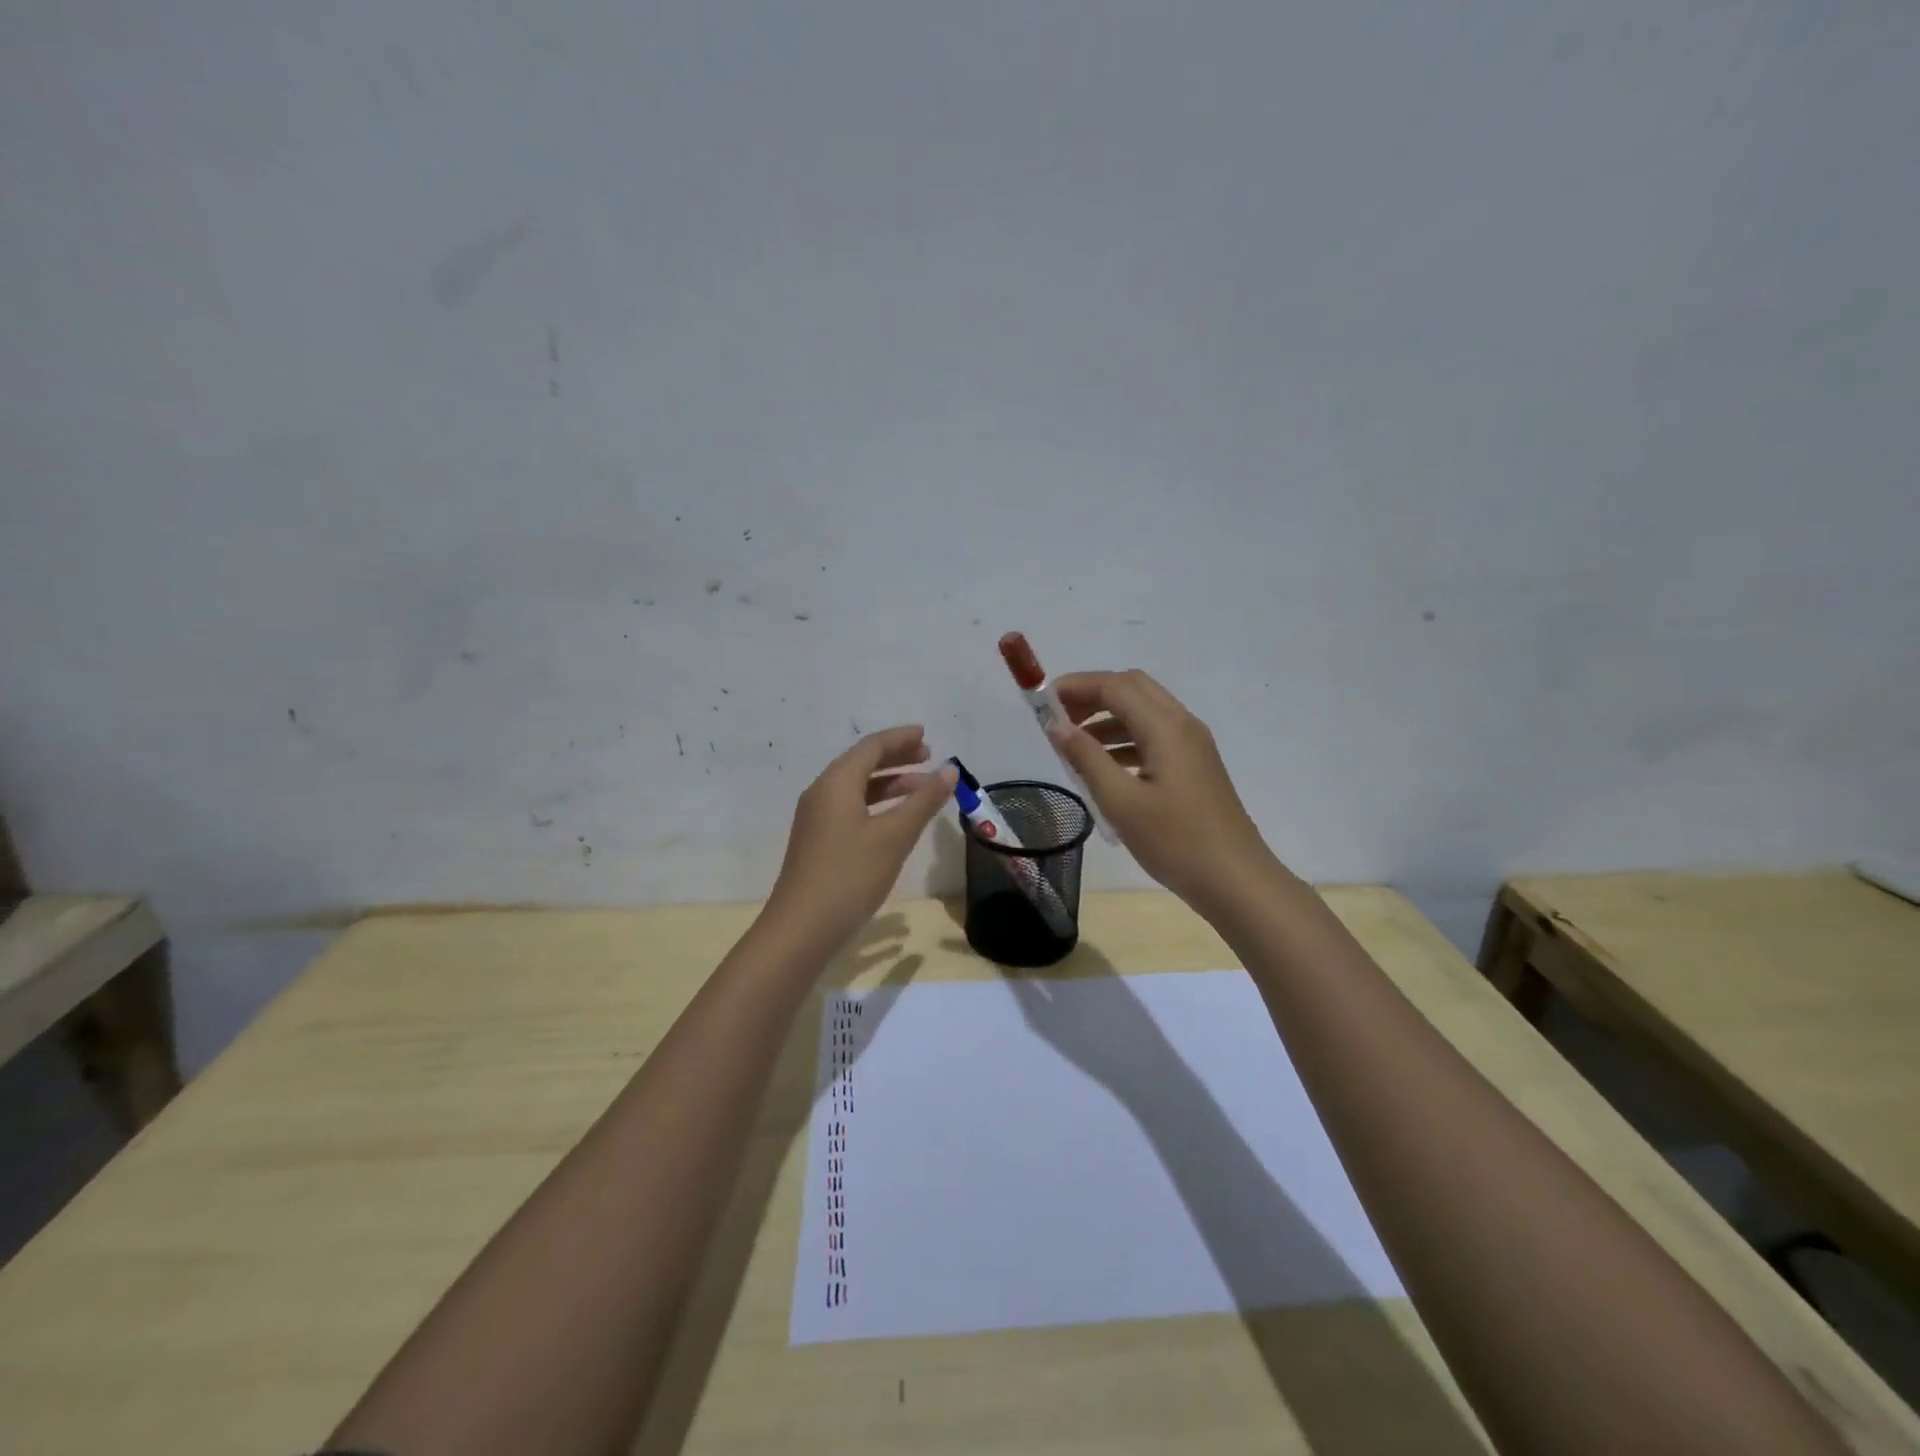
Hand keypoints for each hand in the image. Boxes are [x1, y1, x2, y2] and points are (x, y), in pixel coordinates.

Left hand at [765, 725, 957, 951]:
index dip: (900, 739)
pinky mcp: (818, 842)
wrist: (801, 929)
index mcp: (836, 783)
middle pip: (862, 764)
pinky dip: (877, 805)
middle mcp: (822, 793)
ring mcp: (816, 819)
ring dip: (890, 784)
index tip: (926, 736)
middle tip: (929, 758)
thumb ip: (923, 801)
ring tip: (922, 790)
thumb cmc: (850, 875)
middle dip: (896, 758)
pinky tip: (897, 821)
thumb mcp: (894, 836)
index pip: (871, 747)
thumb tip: (948, 771)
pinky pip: (851, 808)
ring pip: (857, 788)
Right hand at [1047, 670, 1276, 907]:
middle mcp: (1182, 724)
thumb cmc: (1175, 841)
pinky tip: (1104, 767)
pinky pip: (1154, 735)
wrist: (1235, 880)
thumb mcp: (1121, 801)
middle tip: (1058, 719)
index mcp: (1166, 727)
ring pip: (1144, 711)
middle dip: (1092, 695)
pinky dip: (1124, 739)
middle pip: (1132, 688)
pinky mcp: (1195, 765)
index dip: (1076, 686)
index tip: (1042, 702)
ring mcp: (1193, 745)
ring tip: (1074, 746)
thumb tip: (1057, 726)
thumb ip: (1087, 758)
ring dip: (1107, 718)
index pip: (1115, 686)